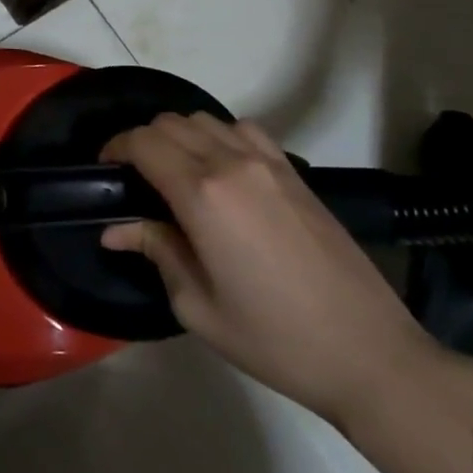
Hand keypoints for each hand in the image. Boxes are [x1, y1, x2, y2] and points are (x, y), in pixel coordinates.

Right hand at [100, 113, 440, 431]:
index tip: (104, 170)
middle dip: (142, 141)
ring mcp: (269, 162)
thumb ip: (156, 251)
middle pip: (170, 123)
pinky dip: (218, 136)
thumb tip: (114, 230)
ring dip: (179, 135)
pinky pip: (244, 130)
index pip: (143, 143)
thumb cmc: (274, 339)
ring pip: (205, 119)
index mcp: (203, 194)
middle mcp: (232, 163)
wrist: (368, 353)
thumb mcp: (198, 305)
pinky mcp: (295, 171)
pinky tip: (220, 170)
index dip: (115, 148)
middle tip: (133, 178)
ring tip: (174, 172)